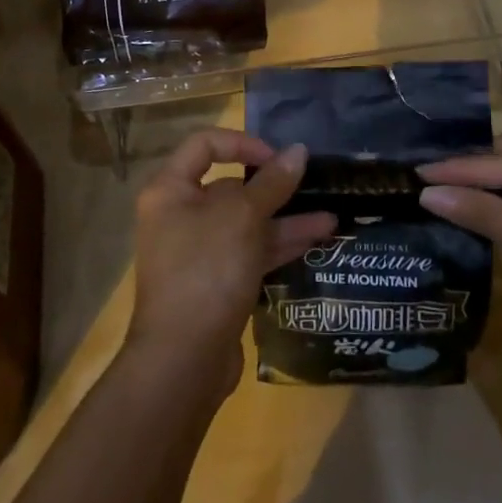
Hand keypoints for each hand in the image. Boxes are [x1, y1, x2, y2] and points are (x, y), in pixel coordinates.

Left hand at [125, 130, 333, 398]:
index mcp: (171, 190)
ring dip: (285, 219)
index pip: (205, 145)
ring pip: (246, 223)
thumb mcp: (243, 218)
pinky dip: (279, 246)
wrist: (184, 359)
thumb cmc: (206, 270)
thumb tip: (298, 151)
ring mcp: (198, 252)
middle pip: (229, 186)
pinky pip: (250, 252)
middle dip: (273, 187)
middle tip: (313, 186)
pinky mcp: (216, 282)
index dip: (243, 143)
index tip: (278, 157)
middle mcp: (180, 216)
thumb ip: (272, 183)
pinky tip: (316, 242)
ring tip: (330, 219)